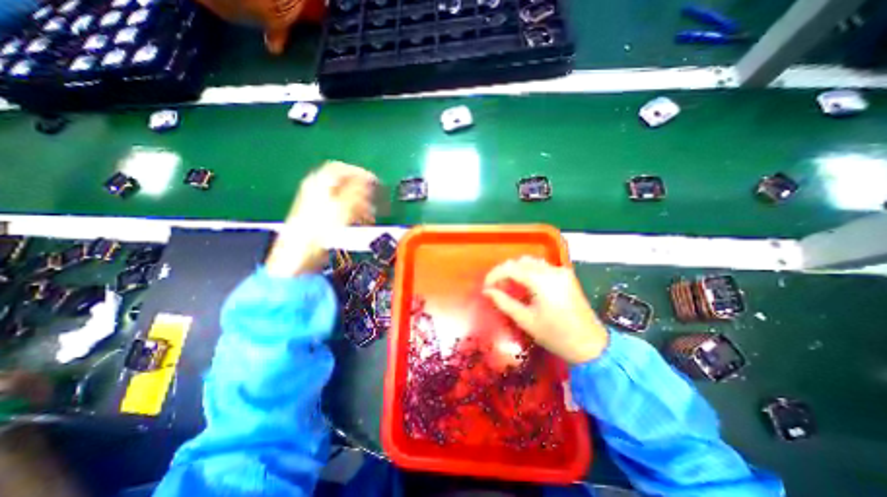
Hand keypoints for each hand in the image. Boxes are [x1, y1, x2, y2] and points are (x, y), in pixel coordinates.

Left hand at [263, 162, 373, 279]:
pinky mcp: (321, 217)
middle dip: (362, 190)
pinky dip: (354, 212)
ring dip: (360, 203)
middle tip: (375, 198)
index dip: (360, 173)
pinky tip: (361, 221)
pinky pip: (341, 208)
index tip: (374, 181)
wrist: (299, 255)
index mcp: (319, 183)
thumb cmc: (318, 230)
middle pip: (343, 182)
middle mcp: (316, 190)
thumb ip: (357, 192)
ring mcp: (318, 204)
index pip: (341, 168)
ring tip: (370, 213)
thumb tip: (369, 181)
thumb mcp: (342, 208)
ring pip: (344, 196)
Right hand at [484, 255, 609, 363]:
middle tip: (496, 287)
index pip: (511, 268)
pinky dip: (529, 271)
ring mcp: (561, 271)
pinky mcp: (566, 275)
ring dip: (516, 269)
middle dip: (504, 271)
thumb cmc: (556, 336)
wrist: (591, 345)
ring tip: (508, 285)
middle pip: (520, 261)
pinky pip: (542, 266)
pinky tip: (525, 284)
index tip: (486, 286)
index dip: (494, 275)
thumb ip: (504, 302)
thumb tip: (487, 291)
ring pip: (531, 261)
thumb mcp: (525, 320)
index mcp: (541, 281)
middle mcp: (552, 270)